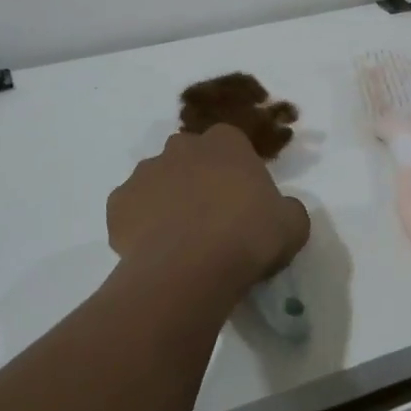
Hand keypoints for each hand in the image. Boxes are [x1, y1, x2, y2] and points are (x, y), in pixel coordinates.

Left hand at [107, 124, 310, 294]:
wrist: (189, 269)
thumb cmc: (248, 236)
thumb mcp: (293, 224)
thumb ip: (287, 209)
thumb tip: (280, 211)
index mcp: (225, 141)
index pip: (231, 144)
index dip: (236, 172)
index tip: (243, 202)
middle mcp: (181, 146)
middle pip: (190, 157)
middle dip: (198, 179)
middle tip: (212, 219)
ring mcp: (144, 172)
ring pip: (157, 181)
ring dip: (167, 201)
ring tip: (181, 241)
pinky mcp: (117, 203)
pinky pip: (131, 211)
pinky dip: (139, 226)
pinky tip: (155, 252)